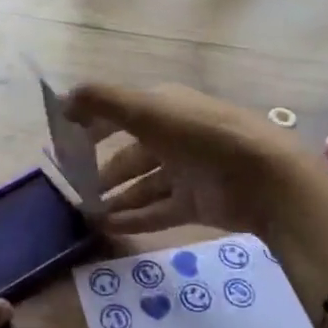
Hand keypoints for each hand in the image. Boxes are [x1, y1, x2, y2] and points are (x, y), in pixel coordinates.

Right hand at [62, 83, 313, 238]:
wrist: (264, 177)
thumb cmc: (200, 134)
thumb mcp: (146, 109)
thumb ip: (102, 101)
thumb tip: (63, 100)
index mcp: (165, 107)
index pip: (121, 112)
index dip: (93, 124)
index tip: (65, 141)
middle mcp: (174, 136)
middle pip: (131, 153)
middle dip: (103, 168)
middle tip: (74, 186)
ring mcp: (186, 171)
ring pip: (142, 185)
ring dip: (115, 197)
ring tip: (85, 212)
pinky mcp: (196, 203)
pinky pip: (157, 211)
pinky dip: (132, 218)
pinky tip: (106, 227)